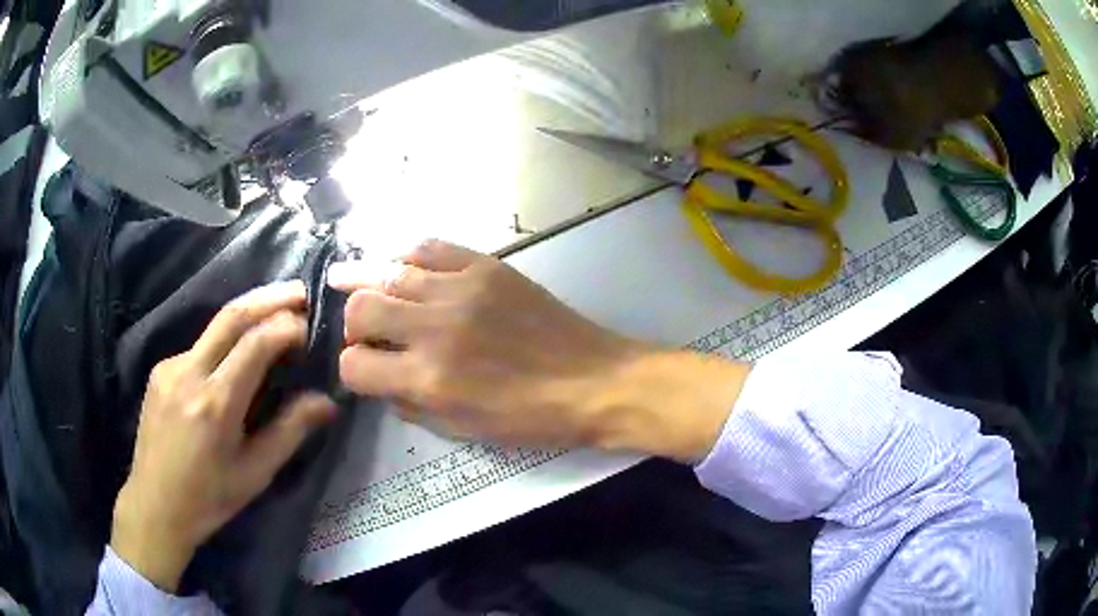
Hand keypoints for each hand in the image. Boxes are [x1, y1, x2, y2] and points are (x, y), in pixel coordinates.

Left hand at [111, 281, 336, 592]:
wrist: (155, 505)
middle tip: (302, 292)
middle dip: (270, 298)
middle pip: (232, 316)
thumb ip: (290, 431)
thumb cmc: (210, 498)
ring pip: (214, 327)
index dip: (287, 327)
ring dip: (249, 315)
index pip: (255, 343)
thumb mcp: (256, 473)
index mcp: (215, 404)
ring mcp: (169, 367)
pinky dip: (225, 341)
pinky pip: (199, 347)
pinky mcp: (160, 370)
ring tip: (277, 314)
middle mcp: (189, 373)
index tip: (312, 326)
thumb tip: (327, 401)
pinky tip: (236, 356)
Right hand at [331, 240, 746, 459]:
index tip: (362, 370)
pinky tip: (400, 267)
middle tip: (364, 331)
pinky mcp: (486, 266)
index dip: (350, 371)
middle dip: (352, 324)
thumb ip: (411, 404)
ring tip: (353, 283)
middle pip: (360, 309)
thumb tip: (382, 378)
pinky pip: (429, 247)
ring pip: (387, 271)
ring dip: (366, 283)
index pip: (354, 365)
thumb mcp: (463, 430)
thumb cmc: (531, 418)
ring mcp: (461, 289)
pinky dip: (405, 256)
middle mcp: (435, 328)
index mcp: (430, 379)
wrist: (594, 380)